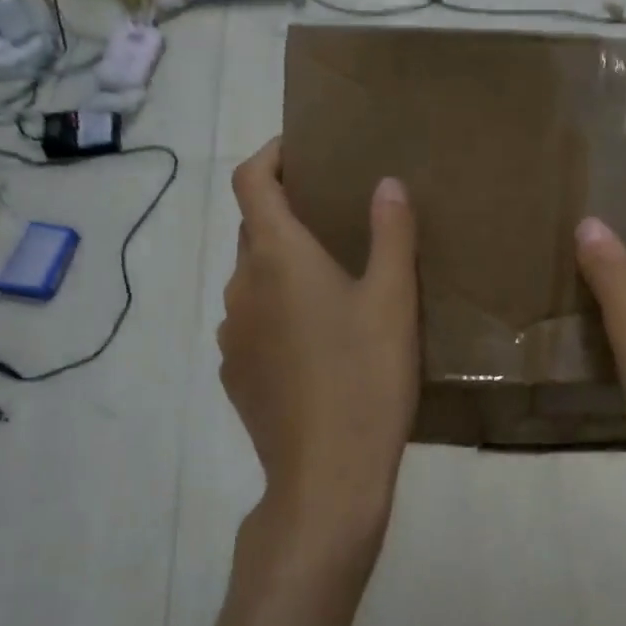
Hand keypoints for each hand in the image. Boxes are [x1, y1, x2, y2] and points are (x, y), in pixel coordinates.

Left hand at [219, 139, 418, 578]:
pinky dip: (278, 312)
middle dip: (287, 213)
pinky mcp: (235, 373)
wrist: (327, 475)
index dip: (270, 155)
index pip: (250, 181)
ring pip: (254, 280)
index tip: (301, 150)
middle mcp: (241, 287)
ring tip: (333, 284)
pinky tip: (317, 343)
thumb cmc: (366, 377)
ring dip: (284, 267)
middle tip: (337, 219)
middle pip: (253, 229)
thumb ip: (391, 234)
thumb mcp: (394, 301)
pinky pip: (253, 323)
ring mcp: (231, 334)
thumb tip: (386, 183)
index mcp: (277, 257)